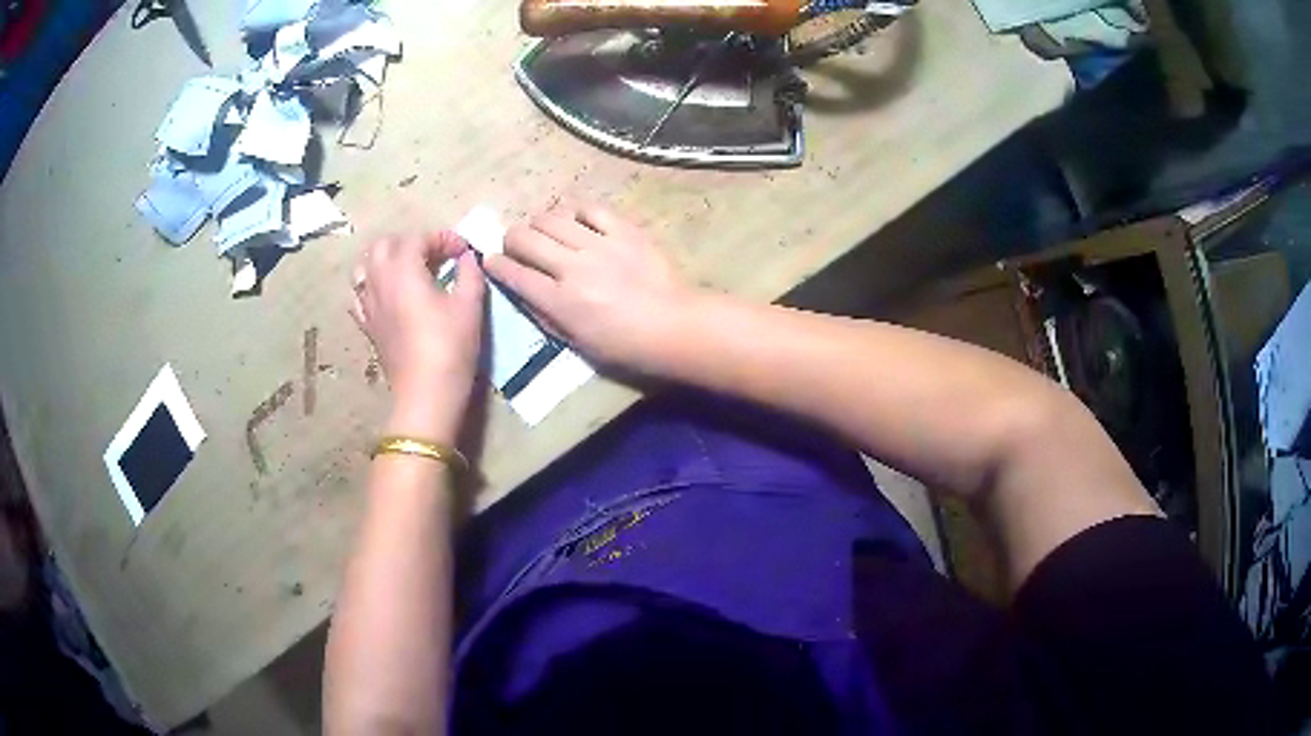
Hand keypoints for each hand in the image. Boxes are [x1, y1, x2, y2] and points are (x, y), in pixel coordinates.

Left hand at [351, 232, 484, 442]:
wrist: (426, 393)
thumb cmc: (450, 346)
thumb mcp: (470, 306)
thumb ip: (470, 274)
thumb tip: (468, 258)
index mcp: (404, 270)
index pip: (419, 238)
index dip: (443, 238)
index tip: (463, 251)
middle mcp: (379, 280)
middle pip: (384, 244)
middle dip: (410, 243)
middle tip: (434, 257)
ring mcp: (368, 304)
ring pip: (365, 266)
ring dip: (385, 260)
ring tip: (407, 271)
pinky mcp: (367, 325)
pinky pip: (358, 295)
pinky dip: (370, 287)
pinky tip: (387, 295)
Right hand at [486, 203, 691, 371]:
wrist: (674, 326)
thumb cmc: (625, 346)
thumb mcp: (577, 343)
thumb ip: (546, 316)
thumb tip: (523, 291)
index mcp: (560, 301)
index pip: (514, 274)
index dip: (496, 265)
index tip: (491, 261)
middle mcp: (573, 267)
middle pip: (525, 238)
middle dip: (511, 239)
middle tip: (516, 244)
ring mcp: (599, 244)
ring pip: (552, 218)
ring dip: (539, 223)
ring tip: (543, 230)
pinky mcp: (624, 230)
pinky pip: (590, 208)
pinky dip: (574, 210)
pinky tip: (573, 219)